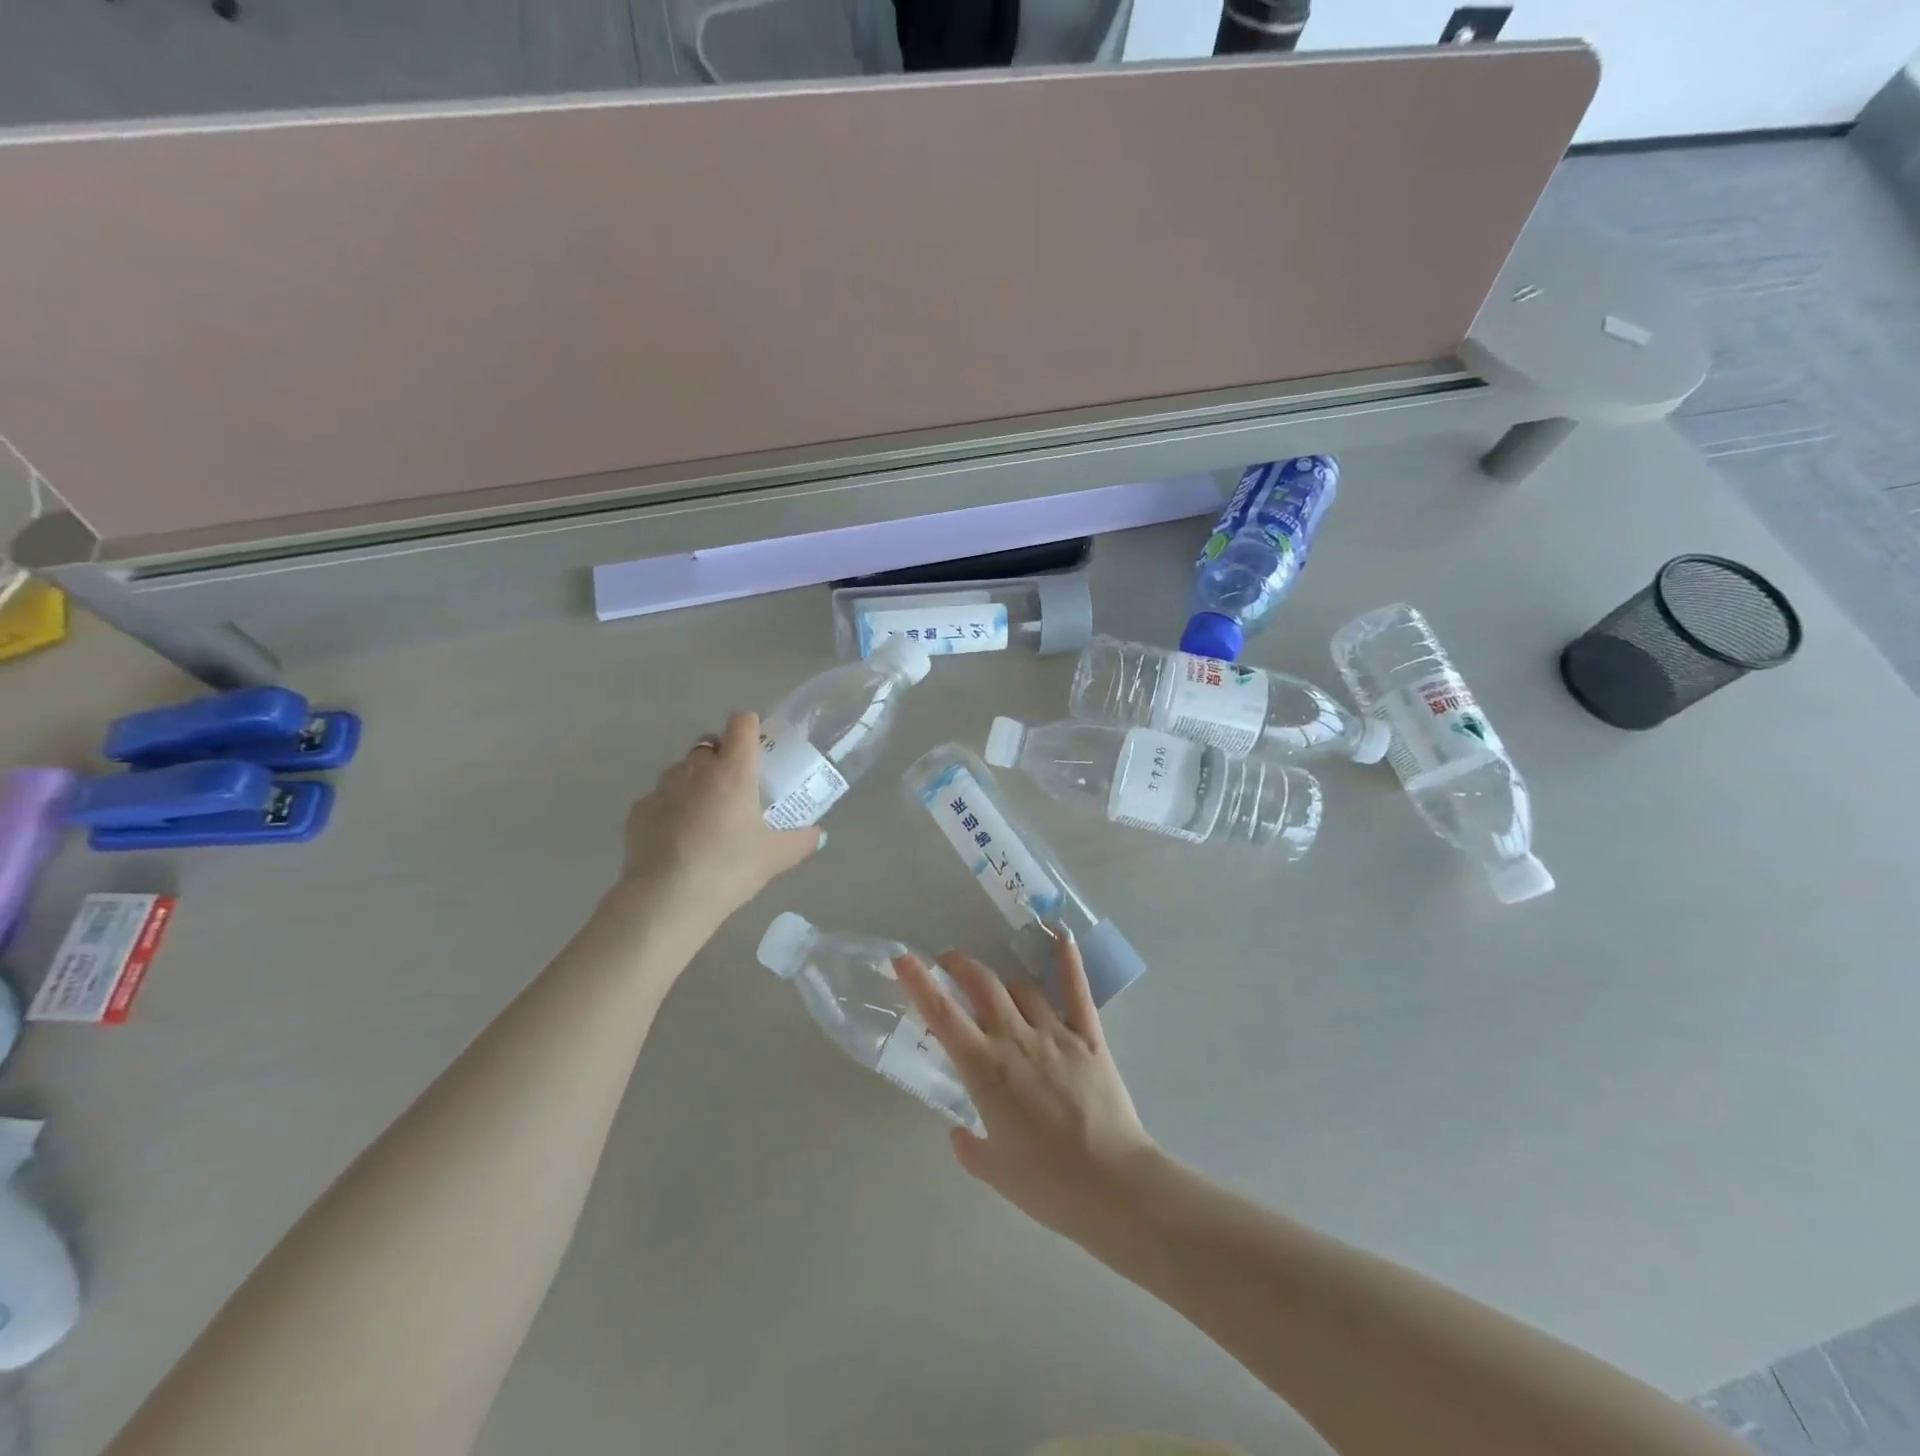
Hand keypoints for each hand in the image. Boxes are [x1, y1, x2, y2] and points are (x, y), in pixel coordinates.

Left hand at [616, 712, 820, 920]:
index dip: (749, 727)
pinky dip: (670, 808)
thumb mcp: (775, 858)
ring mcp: (662, 787)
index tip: (756, 746)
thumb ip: (800, 841)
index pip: (741, 723)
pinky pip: (659, 798)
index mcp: (734, 770)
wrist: (666, 898)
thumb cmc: (729, 868)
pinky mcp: (638, 810)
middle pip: (709, 743)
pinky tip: (676, 839)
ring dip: (694, 781)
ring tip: (704, 816)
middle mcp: (697, 769)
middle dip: (721, 756)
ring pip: (681, 769)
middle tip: (735, 788)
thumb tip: (819, 835)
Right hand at [893, 932, 1158, 1241]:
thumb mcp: (995, 1171)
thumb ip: (969, 1146)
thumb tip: (959, 1132)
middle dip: (960, 966)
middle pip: (983, 984)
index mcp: (985, 1069)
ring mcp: (1055, 1033)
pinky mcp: (1089, 1036)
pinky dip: (1068, 960)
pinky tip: (1062, 934)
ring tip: (995, 987)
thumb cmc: (1047, 1184)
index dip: (920, 983)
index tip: (904, 959)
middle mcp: (1016, 1039)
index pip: (943, 1015)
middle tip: (948, 962)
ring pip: (1022, 987)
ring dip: (1003, 982)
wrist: (1112, 1185)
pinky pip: (1076, 989)